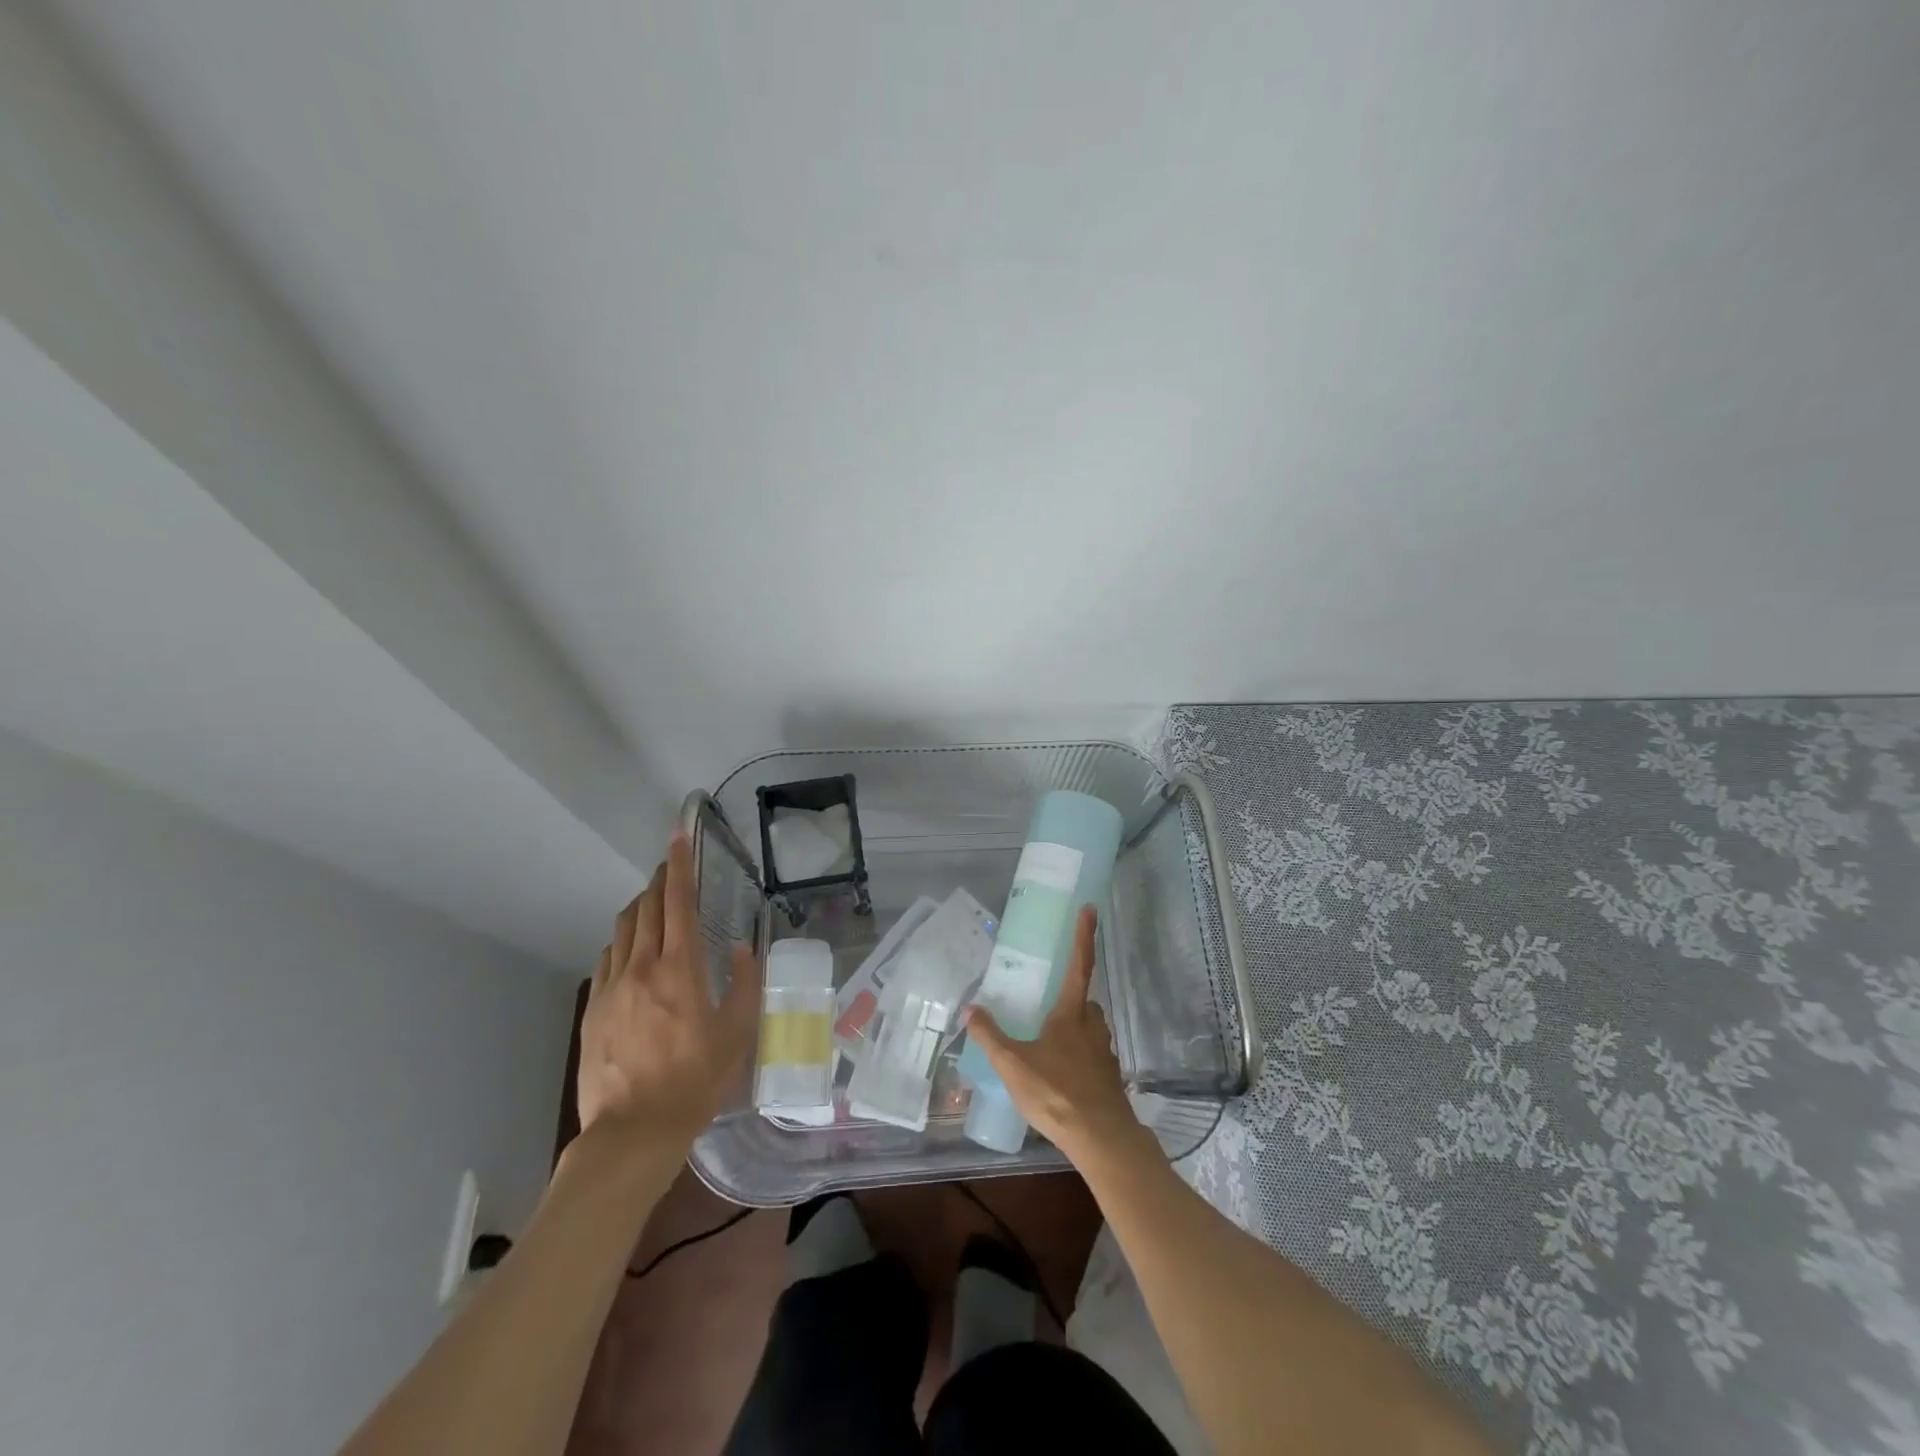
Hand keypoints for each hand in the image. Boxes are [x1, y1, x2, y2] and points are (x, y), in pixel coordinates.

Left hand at [577, 831, 760, 1148]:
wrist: (632, 1131)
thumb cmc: (695, 1081)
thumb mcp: (738, 1034)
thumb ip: (746, 983)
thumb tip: (744, 947)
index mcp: (681, 968)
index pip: (679, 902)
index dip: (679, 864)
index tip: (678, 836)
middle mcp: (642, 966)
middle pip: (647, 907)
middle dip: (660, 880)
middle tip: (672, 868)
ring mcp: (612, 986)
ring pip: (623, 928)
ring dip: (641, 907)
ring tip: (656, 905)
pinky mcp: (593, 1008)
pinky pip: (608, 958)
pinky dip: (623, 940)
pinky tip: (632, 951)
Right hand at [965, 905, 1151, 1164]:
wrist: (1101, 1138)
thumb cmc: (1056, 1092)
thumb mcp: (1013, 1064)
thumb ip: (990, 1036)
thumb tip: (971, 1009)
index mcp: (1072, 1013)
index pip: (1080, 964)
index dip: (1084, 935)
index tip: (1091, 908)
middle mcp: (1093, 1025)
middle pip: (1084, 1002)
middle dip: (1069, 1001)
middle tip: (1048, 1008)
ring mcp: (1104, 1053)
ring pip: (1089, 1030)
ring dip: (1073, 1032)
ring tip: (1048, 1048)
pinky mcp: (1109, 1078)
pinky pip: (1091, 1058)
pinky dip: (1078, 1061)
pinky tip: (1061, 1079)